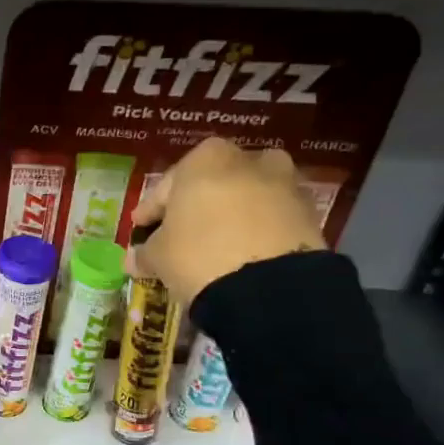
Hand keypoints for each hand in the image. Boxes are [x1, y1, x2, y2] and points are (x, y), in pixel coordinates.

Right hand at [127, 138, 326, 308]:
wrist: (269, 286)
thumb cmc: (199, 254)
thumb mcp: (159, 256)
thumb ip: (145, 252)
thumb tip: (135, 258)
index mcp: (205, 158)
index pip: (167, 185)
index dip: (151, 210)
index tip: (142, 228)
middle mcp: (248, 159)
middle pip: (213, 184)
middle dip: (197, 206)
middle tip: (181, 234)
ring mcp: (285, 183)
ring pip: (246, 198)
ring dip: (231, 216)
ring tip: (216, 244)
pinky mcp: (308, 213)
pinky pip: (270, 218)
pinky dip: (257, 231)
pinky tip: (243, 253)